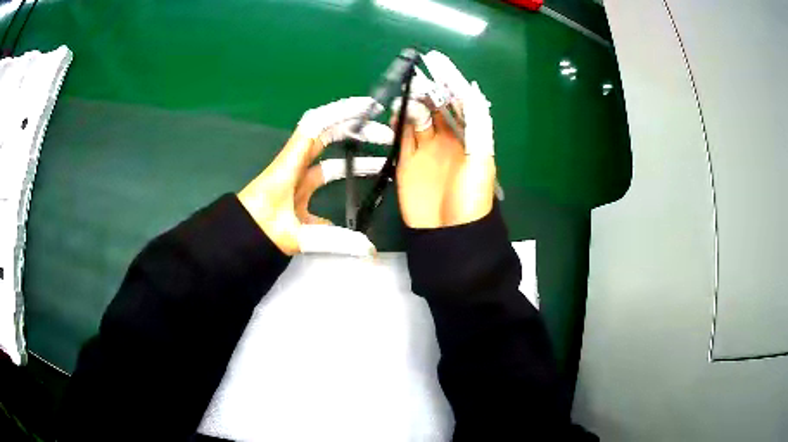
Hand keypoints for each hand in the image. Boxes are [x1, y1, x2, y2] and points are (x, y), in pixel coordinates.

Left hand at [238, 97, 392, 255]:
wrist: (236, 239)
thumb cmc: (258, 230)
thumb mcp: (295, 236)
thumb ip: (332, 240)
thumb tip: (370, 248)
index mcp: (291, 164)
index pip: (317, 126)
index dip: (343, 111)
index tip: (369, 108)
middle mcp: (296, 165)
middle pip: (328, 137)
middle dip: (358, 131)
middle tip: (386, 136)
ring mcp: (297, 179)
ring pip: (329, 160)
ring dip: (355, 158)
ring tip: (382, 164)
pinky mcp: (298, 194)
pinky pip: (323, 181)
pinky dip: (342, 183)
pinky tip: (359, 197)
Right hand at [395, 53, 495, 228]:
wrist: (448, 232)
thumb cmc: (471, 197)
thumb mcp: (481, 161)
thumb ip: (478, 127)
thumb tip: (473, 93)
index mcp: (468, 137)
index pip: (459, 104)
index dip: (451, 84)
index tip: (440, 65)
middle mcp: (447, 139)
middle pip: (436, 108)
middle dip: (428, 92)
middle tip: (417, 79)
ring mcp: (426, 149)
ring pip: (417, 119)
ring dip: (412, 105)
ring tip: (405, 95)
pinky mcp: (407, 161)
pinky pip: (402, 136)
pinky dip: (398, 123)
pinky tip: (395, 114)